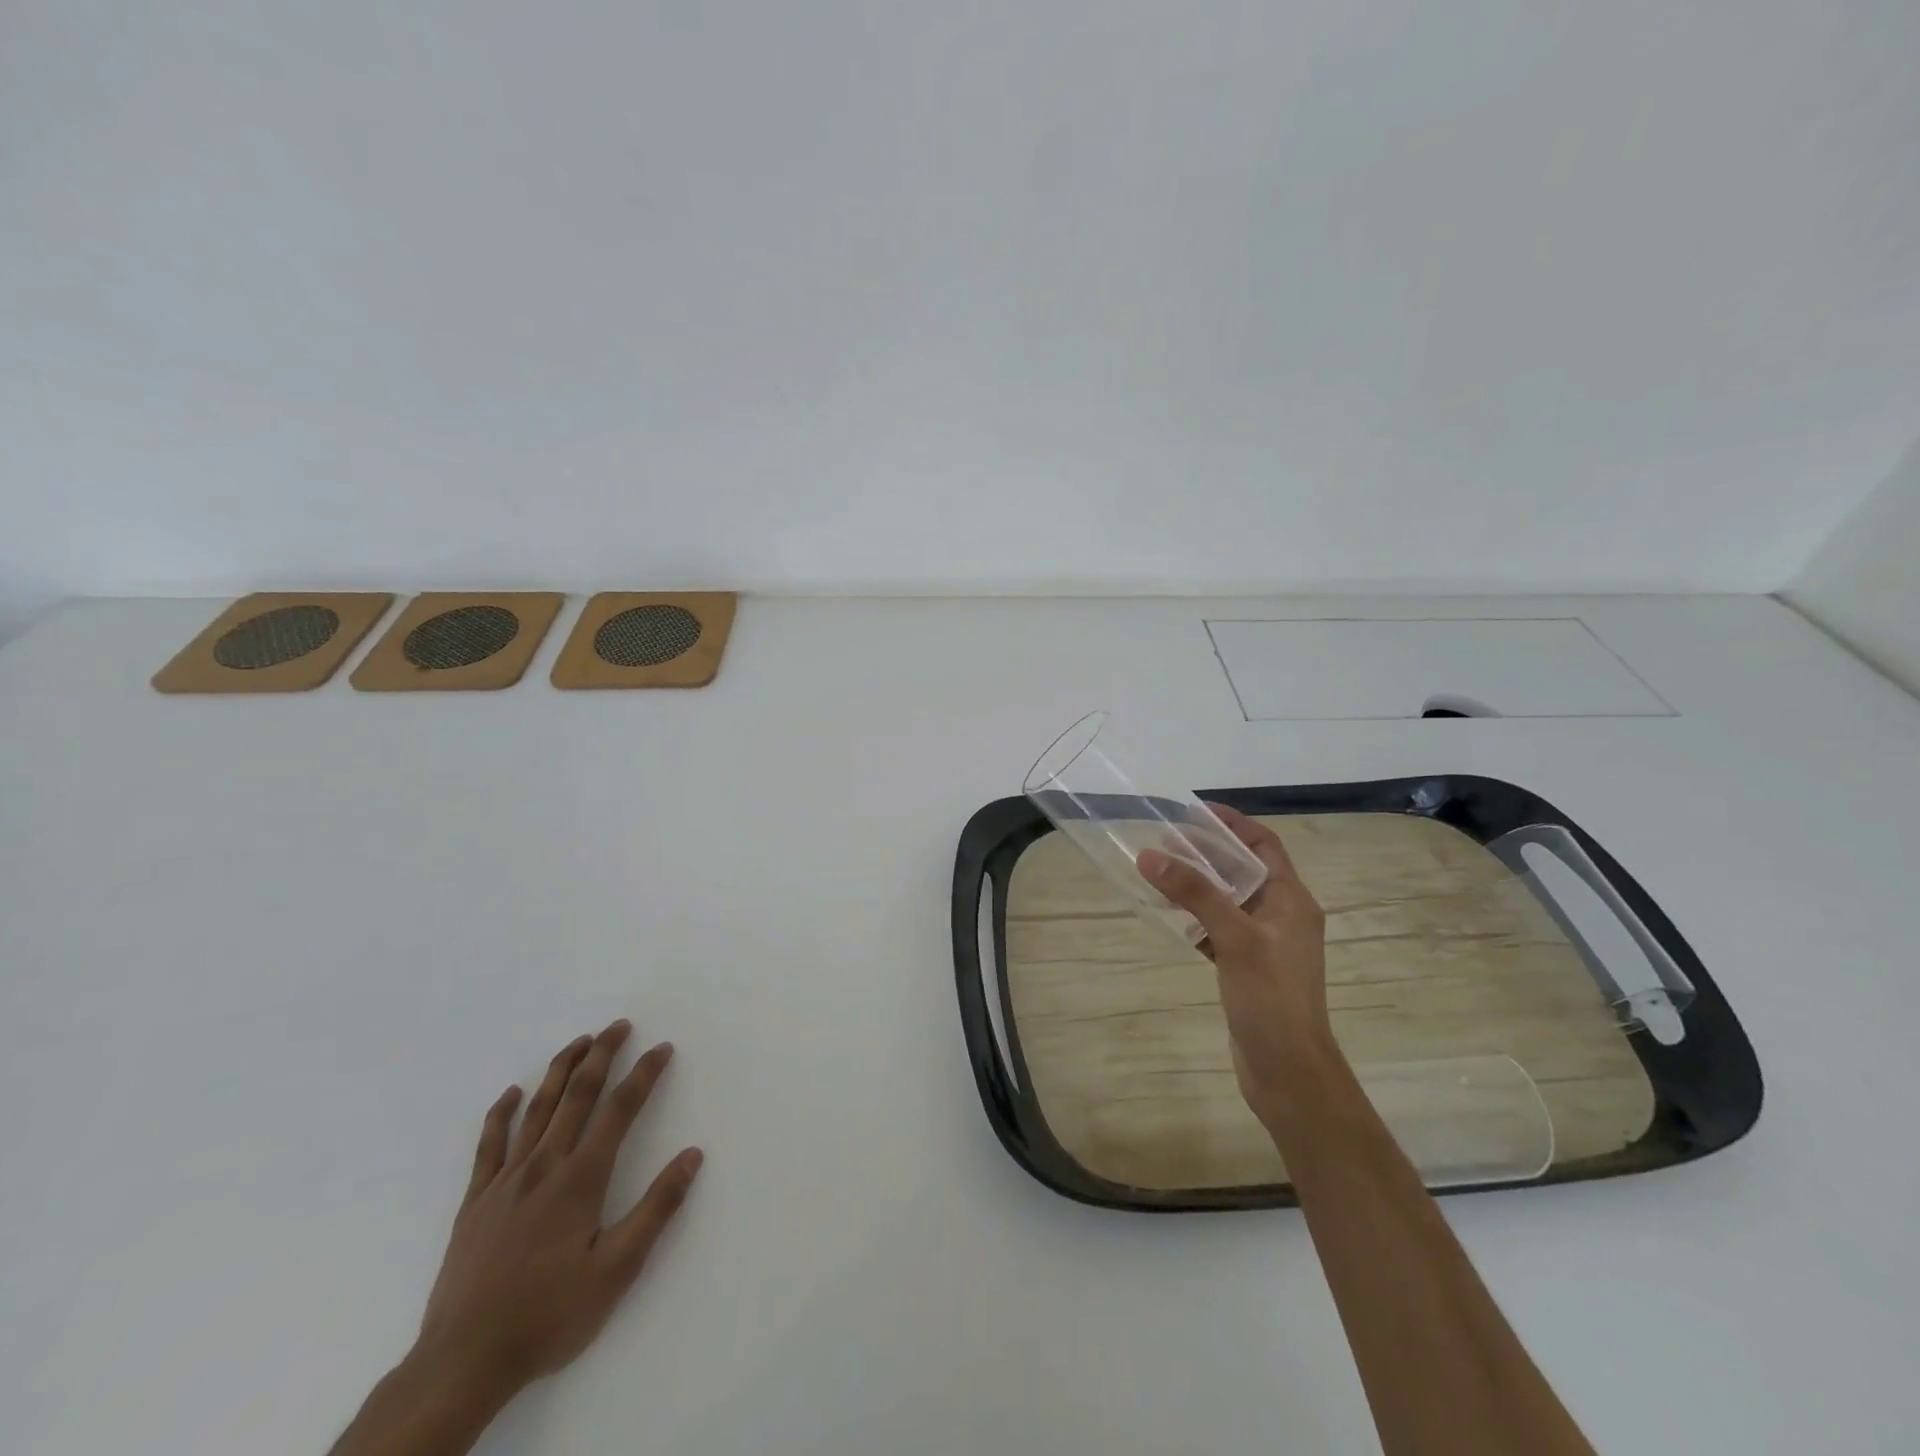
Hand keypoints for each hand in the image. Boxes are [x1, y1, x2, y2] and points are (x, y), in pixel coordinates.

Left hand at [413, 1021, 703, 1401]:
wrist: (463, 1363)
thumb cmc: (549, 1315)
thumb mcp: (617, 1270)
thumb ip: (657, 1208)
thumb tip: (693, 1155)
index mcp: (581, 1178)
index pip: (621, 1109)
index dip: (644, 1074)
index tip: (662, 1048)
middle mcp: (545, 1166)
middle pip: (578, 1095)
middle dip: (602, 1055)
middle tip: (619, 1026)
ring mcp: (505, 1181)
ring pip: (537, 1109)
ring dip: (560, 1070)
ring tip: (578, 1042)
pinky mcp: (475, 1202)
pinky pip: (489, 1145)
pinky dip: (501, 1114)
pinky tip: (511, 1094)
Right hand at [1138, 805, 1338, 1121]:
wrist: (1288, 1073)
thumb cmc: (1271, 999)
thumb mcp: (1234, 938)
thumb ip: (1195, 894)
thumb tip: (1151, 854)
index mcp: (1292, 900)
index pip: (1263, 845)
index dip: (1232, 824)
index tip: (1192, 812)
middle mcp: (1282, 915)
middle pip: (1242, 869)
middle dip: (1206, 852)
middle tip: (1164, 840)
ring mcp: (1264, 943)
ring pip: (1227, 900)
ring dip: (1197, 884)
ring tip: (1158, 870)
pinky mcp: (1247, 968)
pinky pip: (1218, 929)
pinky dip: (1195, 918)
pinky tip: (1168, 915)